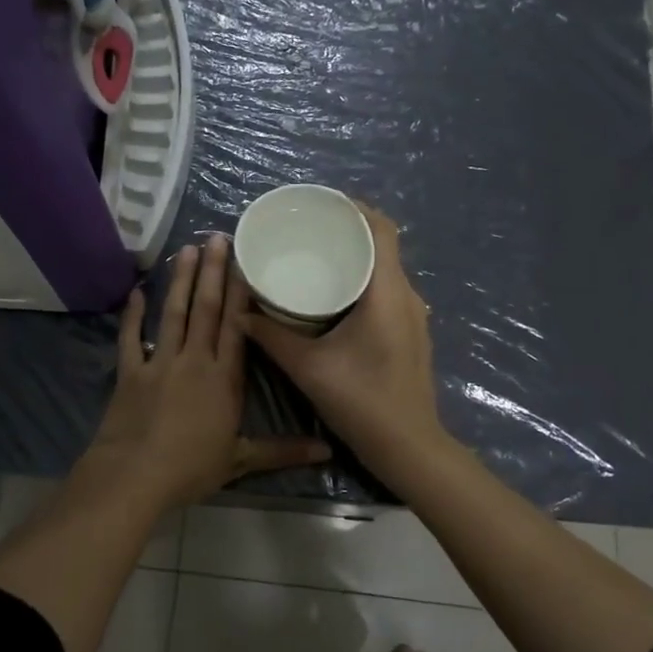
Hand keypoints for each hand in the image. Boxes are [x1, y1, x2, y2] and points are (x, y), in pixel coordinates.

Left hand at [87, 234, 330, 511]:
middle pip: (206, 309)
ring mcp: (159, 362)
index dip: (241, 293)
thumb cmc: (190, 468)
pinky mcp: (130, 371)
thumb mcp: (241, 460)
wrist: (134, 476)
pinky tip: (137, 292)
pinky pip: (131, 337)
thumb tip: (328, 452)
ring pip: (174, 313)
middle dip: (214, 272)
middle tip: (217, 236)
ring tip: (187, 249)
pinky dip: (133, 315)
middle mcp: (194, 360)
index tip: (245, 262)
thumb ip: (283, 450)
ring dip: (181, 281)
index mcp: (223, 378)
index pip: (237, 326)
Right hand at [245, 204, 447, 476]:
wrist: (408, 447)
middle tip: (306, 229)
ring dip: (355, 257)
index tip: (320, 204)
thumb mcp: (308, 367)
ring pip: (384, 270)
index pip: (382, 229)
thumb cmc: (361, 401)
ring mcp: (412, 316)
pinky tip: (332, 294)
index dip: (354, 208)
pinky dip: (361, 280)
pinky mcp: (409, 333)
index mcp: (387, 292)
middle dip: (347, 231)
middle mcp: (406, 296)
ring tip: (314, 256)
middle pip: (382, 245)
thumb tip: (240, 313)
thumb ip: (272, 337)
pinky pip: (385, 291)